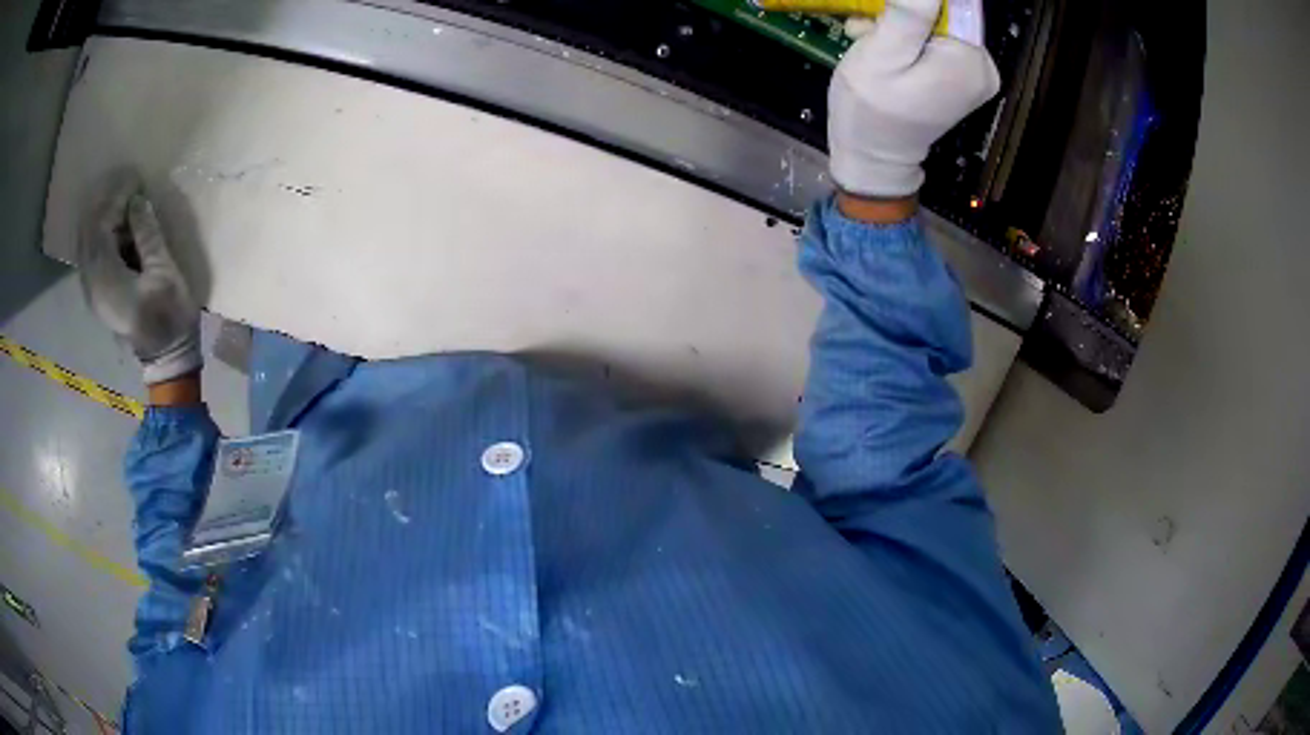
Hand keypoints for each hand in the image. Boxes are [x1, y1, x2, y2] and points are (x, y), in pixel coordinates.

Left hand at [77, 179, 202, 385]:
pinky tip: (116, 227)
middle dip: (106, 205)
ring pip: (87, 244)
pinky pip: (91, 256)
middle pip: (89, 234)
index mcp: (106, 279)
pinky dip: (101, 236)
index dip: (115, 198)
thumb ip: (147, 234)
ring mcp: (93, 292)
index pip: (101, 226)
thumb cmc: (168, 316)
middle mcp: (92, 284)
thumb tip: (137, 201)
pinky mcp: (98, 294)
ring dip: (102, 219)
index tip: (135, 180)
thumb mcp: (163, 271)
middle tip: (127, 188)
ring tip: (123, 203)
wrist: (166, 356)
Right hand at [828, 0, 1000, 198]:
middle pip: (943, 14)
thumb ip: (908, 15)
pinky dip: (908, 41)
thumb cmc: (873, 109)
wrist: (873, 158)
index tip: (881, 16)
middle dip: (902, 15)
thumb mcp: (882, 55)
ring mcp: (975, 76)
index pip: (949, 4)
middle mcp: (983, 67)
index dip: (911, 5)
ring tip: (867, 39)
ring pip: (935, 26)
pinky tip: (883, 49)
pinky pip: (937, 44)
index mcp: (971, 59)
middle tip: (866, 27)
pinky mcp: (961, 80)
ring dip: (899, 26)